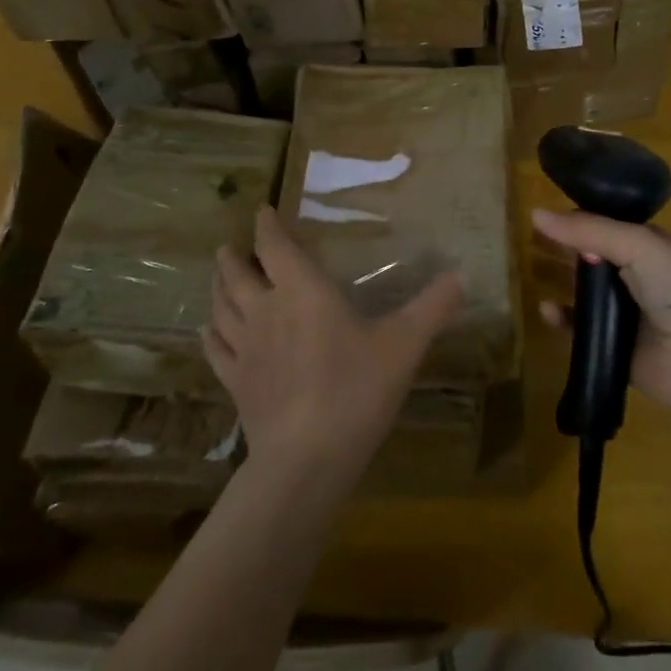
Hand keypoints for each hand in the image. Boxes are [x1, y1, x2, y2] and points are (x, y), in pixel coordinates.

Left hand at [206, 206, 463, 485]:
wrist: (306, 460)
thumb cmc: (356, 390)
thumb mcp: (404, 344)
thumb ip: (432, 307)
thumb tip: (462, 275)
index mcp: (302, 291)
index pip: (274, 247)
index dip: (266, 226)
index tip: (261, 211)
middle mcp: (265, 310)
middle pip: (237, 274)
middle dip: (233, 256)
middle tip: (230, 246)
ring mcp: (244, 348)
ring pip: (221, 307)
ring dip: (218, 287)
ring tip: (218, 276)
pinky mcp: (234, 383)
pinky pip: (214, 349)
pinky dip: (209, 334)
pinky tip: (207, 330)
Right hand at [533, 207, 670, 422]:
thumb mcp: (637, 246)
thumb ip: (588, 230)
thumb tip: (535, 214)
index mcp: (644, 245)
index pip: (601, 223)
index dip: (572, 218)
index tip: (538, 213)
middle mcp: (632, 274)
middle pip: (585, 255)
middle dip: (557, 246)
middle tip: (522, 240)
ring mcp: (621, 312)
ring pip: (578, 290)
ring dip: (554, 279)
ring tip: (525, 270)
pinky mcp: (610, 346)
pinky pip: (576, 329)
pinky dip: (560, 319)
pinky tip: (545, 310)